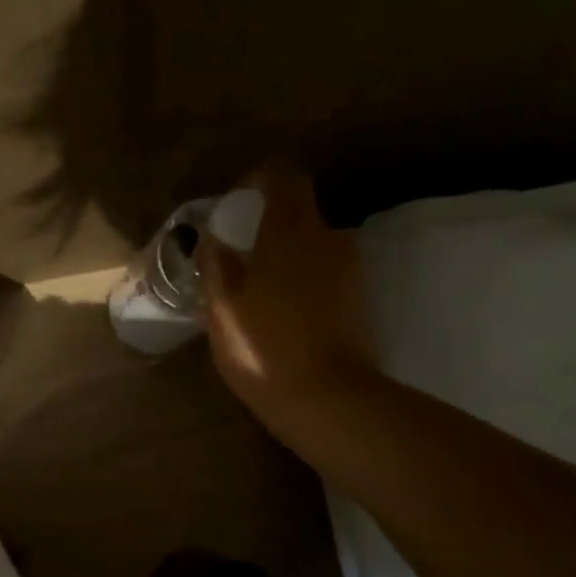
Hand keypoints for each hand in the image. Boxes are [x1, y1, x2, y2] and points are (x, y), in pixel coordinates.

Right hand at [199, 165, 376, 445]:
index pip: (284, 176)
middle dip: (269, 227)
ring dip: (287, 257)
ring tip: (259, 291)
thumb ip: (217, 265)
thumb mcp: (223, 308)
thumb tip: (215, 241)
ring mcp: (351, 269)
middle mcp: (328, 238)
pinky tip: (283, 314)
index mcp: (291, 230)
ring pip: (313, 246)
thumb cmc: (264, 347)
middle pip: (298, 213)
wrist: (329, 400)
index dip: (260, 180)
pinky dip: (304, 280)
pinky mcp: (360, 299)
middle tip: (239, 258)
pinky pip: (325, 273)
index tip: (238, 204)